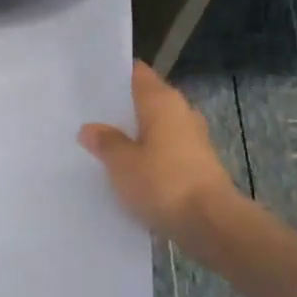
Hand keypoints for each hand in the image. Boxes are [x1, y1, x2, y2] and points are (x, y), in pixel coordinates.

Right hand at [79, 61, 240, 244]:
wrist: (209, 222)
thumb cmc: (163, 182)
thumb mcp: (122, 163)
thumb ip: (105, 142)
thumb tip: (90, 128)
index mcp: (163, 101)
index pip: (138, 74)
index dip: (115, 75)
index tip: (90, 82)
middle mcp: (181, 112)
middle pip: (146, 101)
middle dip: (121, 108)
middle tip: (88, 115)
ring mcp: (192, 139)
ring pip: (155, 128)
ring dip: (134, 134)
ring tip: (102, 143)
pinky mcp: (197, 165)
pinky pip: (164, 151)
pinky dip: (146, 155)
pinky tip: (126, 169)